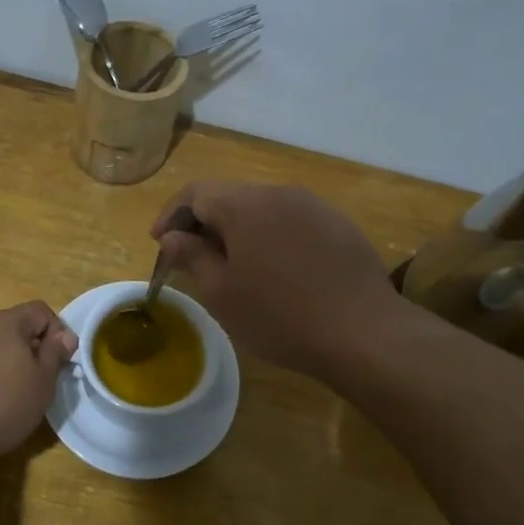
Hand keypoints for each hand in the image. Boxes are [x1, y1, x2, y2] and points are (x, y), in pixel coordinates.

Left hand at [0, 301, 77, 458]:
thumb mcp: (41, 383)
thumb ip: (55, 355)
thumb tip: (66, 335)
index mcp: (8, 322)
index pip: (41, 310)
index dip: (56, 332)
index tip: (58, 363)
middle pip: (13, 328)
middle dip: (28, 350)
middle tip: (35, 383)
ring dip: (2, 364)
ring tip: (5, 397)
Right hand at [150, 180, 405, 377]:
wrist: (363, 332)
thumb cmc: (279, 315)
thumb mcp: (222, 292)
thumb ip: (191, 256)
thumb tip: (172, 236)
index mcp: (245, 204)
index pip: (195, 192)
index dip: (172, 214)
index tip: (160, 243)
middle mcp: (280, 192)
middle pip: (230, 196)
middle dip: (204, 223)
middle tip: (192, 257)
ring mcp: (315, 206)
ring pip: (262, 208)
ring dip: (239, 230)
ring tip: (233, 266)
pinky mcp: (339, 225)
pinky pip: (292, 221)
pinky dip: (271, 237)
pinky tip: (276, 270)